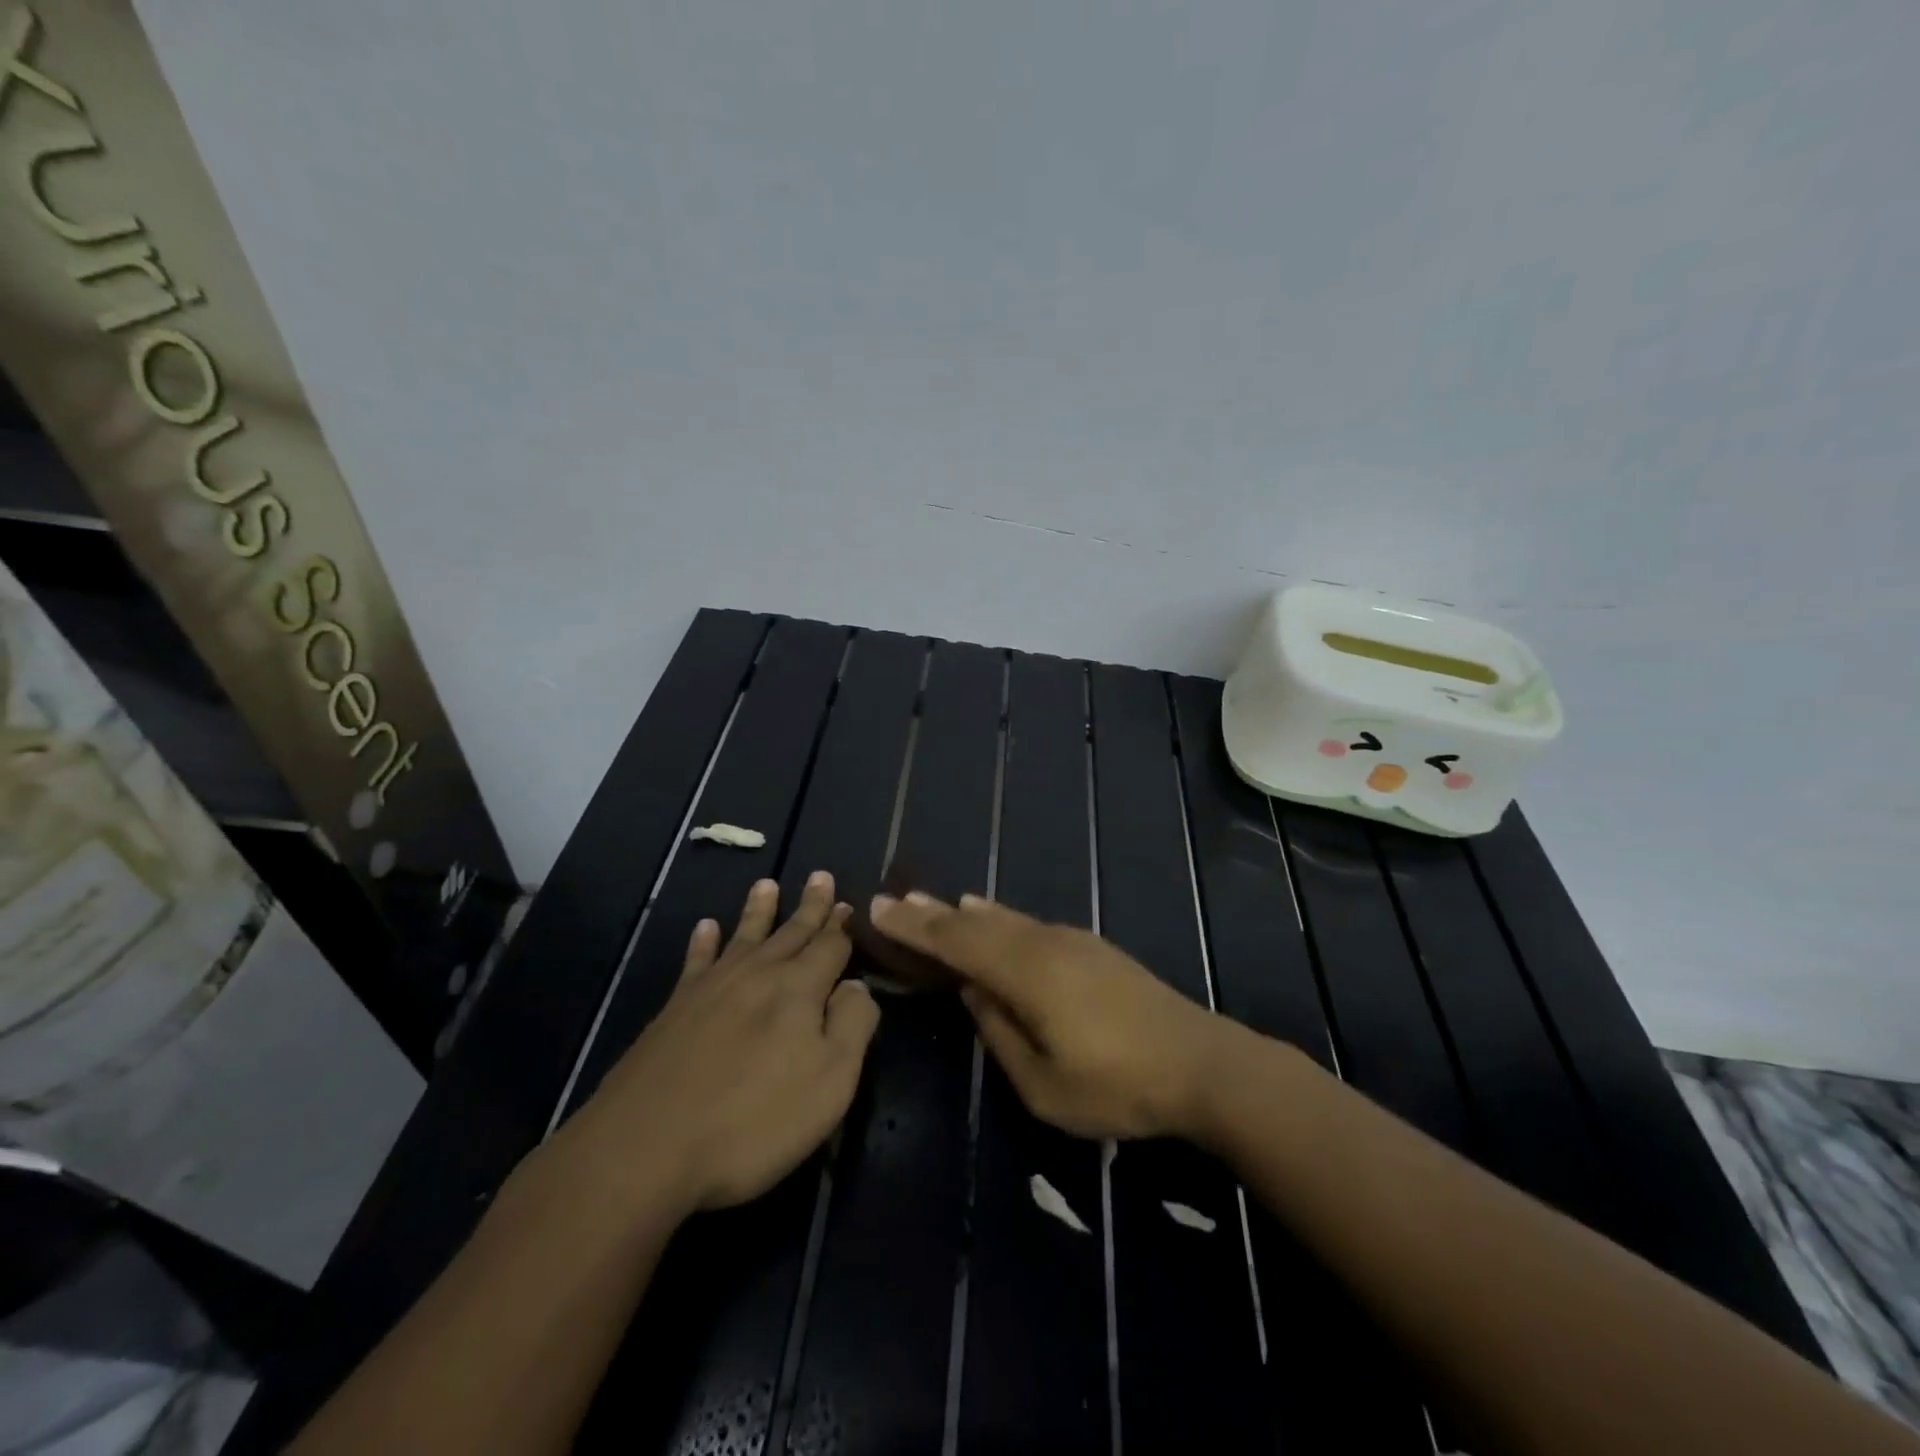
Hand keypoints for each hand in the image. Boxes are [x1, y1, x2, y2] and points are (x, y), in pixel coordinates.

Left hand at [565, 872, 879, 1215]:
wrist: (647, 1146)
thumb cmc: (754, 1120)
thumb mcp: (830, 1081)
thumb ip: (853, 1025)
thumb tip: (856, 986)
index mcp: (799, 989)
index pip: (830, 947)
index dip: (842, 928)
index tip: (849, 905)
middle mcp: (758, 975)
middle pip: (791, 932)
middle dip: (810, 906)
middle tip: (820, 876)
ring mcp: (712, 988)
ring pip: (745, 937)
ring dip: (759, 910)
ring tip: (766, 884)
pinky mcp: (676, 1009)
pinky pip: (696, 961)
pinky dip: (704, 942)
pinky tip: (706, 927)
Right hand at [868, 892, 1227, 1139]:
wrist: (1201, 1063)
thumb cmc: (1119, 1086)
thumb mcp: (1045, 1086)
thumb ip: (1000, 1035)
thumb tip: (974, 993)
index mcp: (1027, 974)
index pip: (957, 943)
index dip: (916, 927)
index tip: (879, 909)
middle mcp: (1044, 944)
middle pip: (977, 923)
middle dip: (933, 913)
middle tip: (895, 899)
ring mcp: (1072, 941)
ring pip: (1006, 919)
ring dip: (966, 913)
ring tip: (937, 905)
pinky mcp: (1092, 947)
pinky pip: (1029, 924)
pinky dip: (999, 919)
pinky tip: (992, 918)